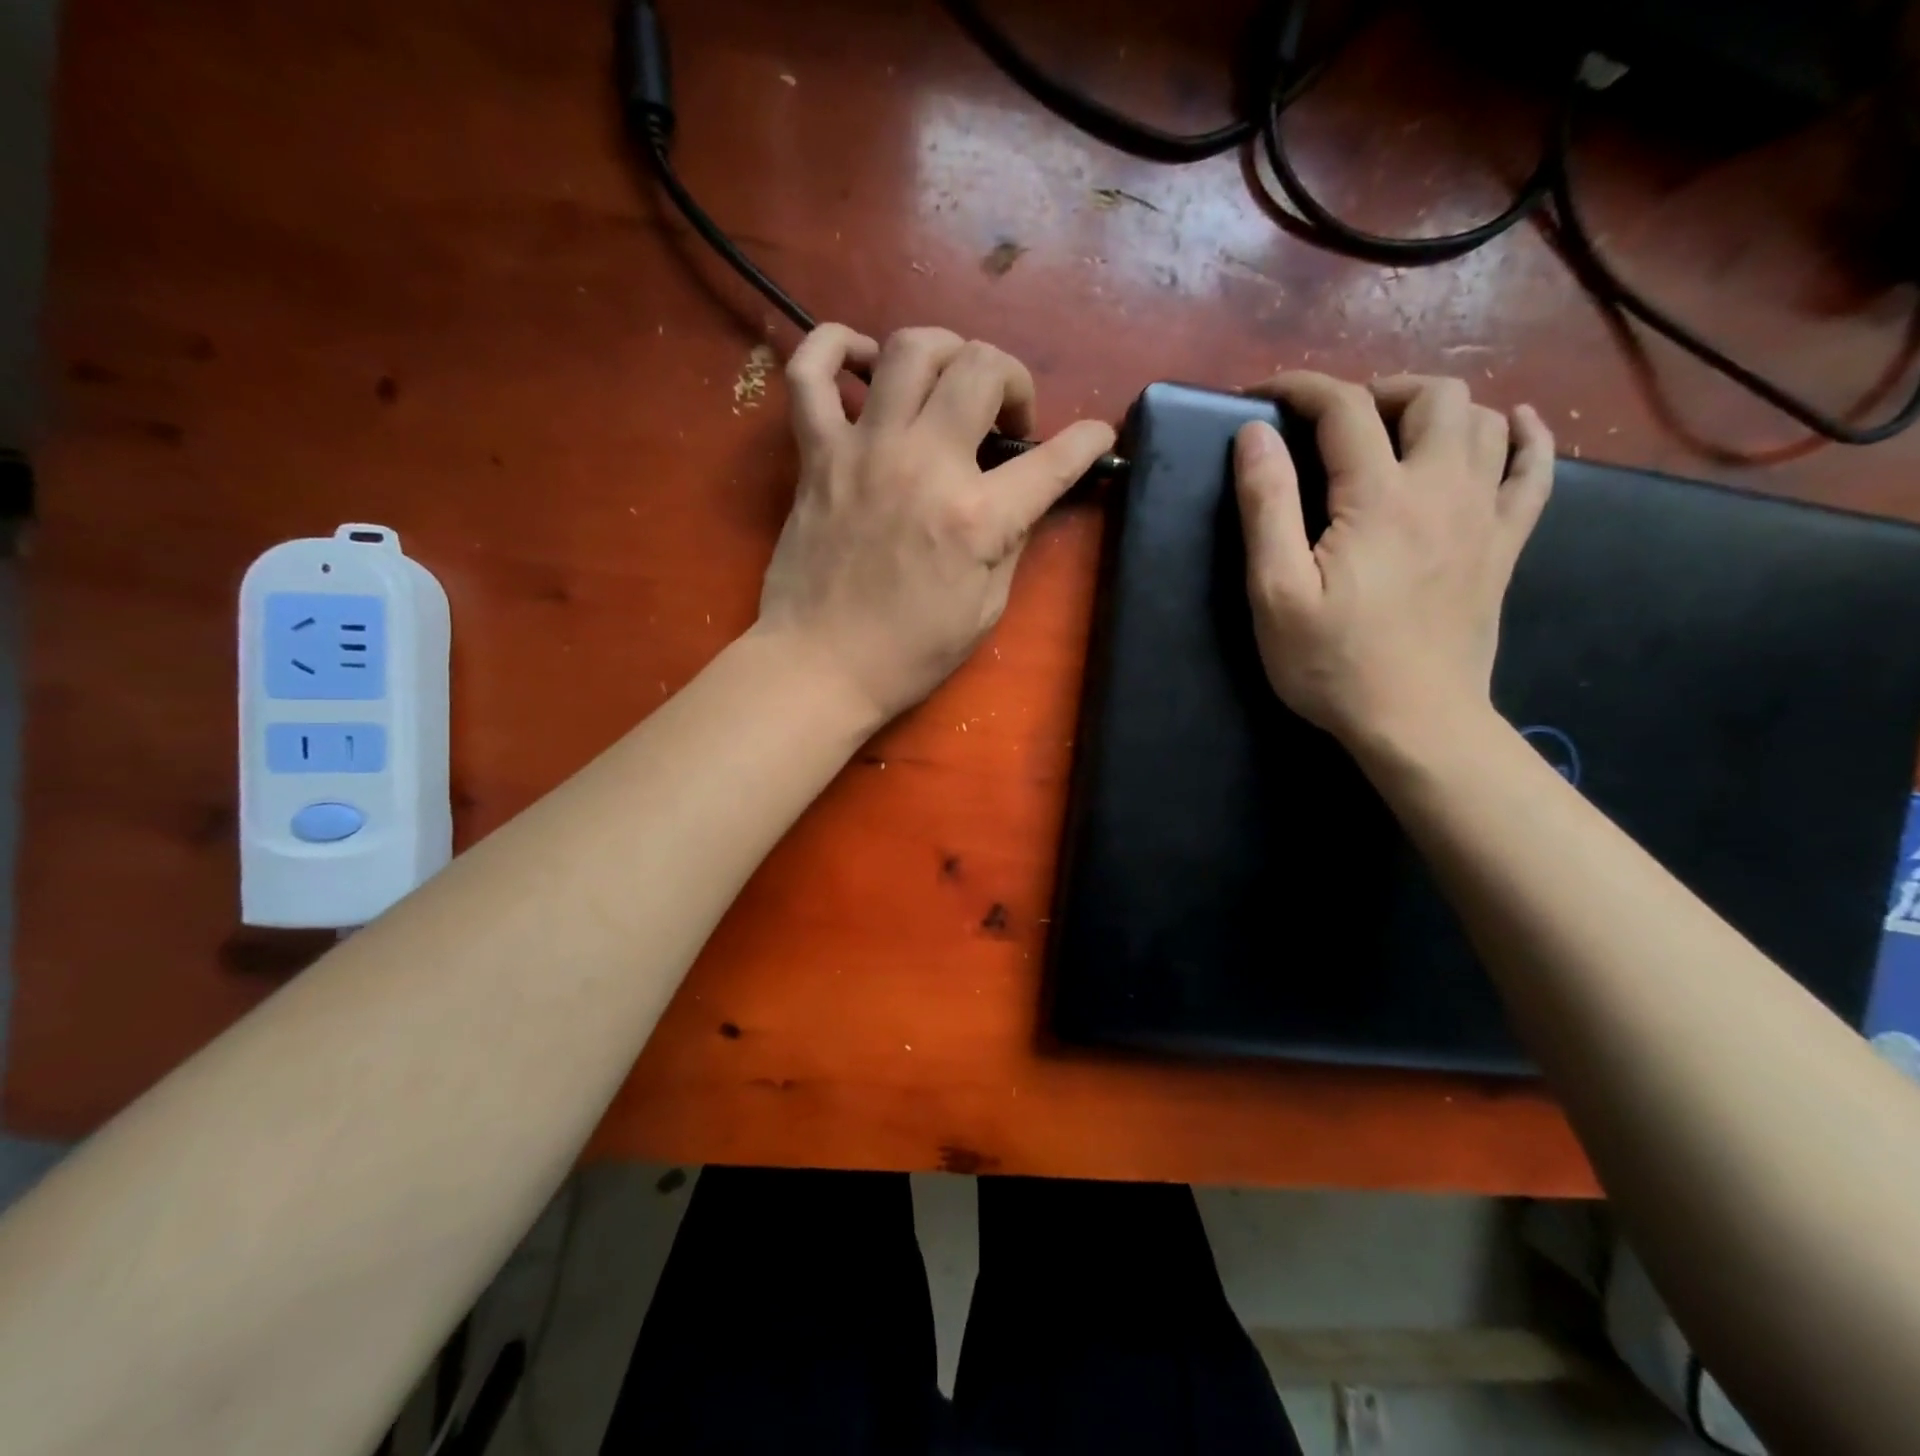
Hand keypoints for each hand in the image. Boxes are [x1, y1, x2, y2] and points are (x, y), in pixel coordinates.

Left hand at [755, 324, 1115, 724]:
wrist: (819, 666)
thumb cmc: (907, 653)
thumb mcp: (984, 609)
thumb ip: (1010, 542)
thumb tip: (1022, 497)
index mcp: (975, 517)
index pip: (1053, 459)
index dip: (1087, 442)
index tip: (1096, 437)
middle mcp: (924, 464)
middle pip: (982, 368)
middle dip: (1012, 380)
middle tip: (1004, 421)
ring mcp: (864, 451)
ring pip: (910, 349)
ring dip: (945, 352)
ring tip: (948, 384)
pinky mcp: (816, 455)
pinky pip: (810, 373)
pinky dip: (833, 347)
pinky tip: (862, 360)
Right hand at [1233, 371, 1552, 744]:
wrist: (1416, 721)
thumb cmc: (1332, 662)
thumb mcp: (1276, 590)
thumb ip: (1266, 506)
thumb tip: (1254, 435)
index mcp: (1378, 496)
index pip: (1344, 408)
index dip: (1301, 389)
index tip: (1264, 396)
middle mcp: (1442, 487)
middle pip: (1431, 396)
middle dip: (1378, 391)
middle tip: (1337, 425)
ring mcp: (1484, 514)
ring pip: (1483, 420)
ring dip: (1437, 408)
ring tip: (1397, 432)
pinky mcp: (1505, 545)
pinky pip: (1534, 469)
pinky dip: (1523, 435)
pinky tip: (1510, 426)